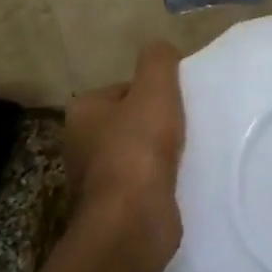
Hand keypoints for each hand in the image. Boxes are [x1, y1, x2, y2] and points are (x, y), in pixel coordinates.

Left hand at [63, 41, 185, 271]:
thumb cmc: (138, 149)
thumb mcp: (154, 89)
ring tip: (190, 153)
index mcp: (82, 112)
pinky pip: (145, 184)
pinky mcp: (116, 208)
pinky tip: (183, 180)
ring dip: (162, 154)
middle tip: (189, 125)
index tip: (179, 102)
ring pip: (139, 154)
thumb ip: (158, 61)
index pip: (124, 90)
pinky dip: (163, 181)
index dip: (154, 92)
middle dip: (158, 123)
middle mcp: (81, 144)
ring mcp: (97, 180)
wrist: (133, 222)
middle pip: (131, 121)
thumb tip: (161, 49)